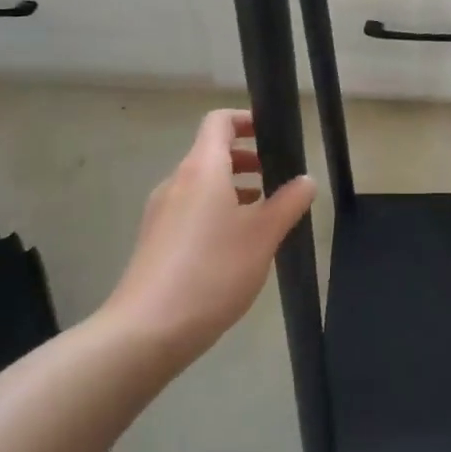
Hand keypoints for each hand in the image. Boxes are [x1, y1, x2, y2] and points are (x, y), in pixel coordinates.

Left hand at [106, 110, 314, 363]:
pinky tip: (235, 245)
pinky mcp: (154, 241)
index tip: (273, 134)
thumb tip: (305, 180)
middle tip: (278, 176)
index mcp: (202, 169)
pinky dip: (216, 210)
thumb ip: (288, 203)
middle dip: (246, 158)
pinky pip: (190, 209)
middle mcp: (177, 182)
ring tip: (263, 212)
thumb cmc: (211, 272)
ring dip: (233, 187)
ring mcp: (161, 212)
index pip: (219, 122)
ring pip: (202, 184)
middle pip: (211, 152)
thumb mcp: (263, 236)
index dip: (246, 119)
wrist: (145, 332)